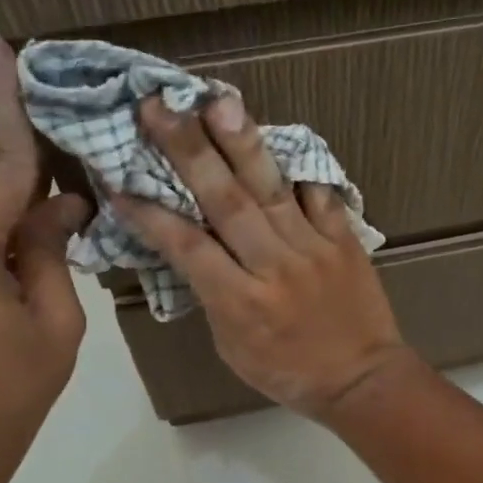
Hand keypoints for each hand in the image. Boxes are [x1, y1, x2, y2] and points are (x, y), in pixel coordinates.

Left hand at [0, 42, 91, 458]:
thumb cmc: (10, 387)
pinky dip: (9, 222)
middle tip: (77, 122)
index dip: (9, 107)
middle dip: (33, 157)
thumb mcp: (55, 321)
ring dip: (25, 196)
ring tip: (77, 186)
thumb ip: (54, 251)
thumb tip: (62, 203)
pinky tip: (46, 225)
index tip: (4, 48)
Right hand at [115, 93, 414, 418]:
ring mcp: (313, 250)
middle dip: (189, 152)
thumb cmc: (289, 373)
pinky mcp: (344, 241)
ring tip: (218, 102)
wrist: (364, 380)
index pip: (188, 247)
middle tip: (159, 107)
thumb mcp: (233, 349)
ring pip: (271, 190)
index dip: (151, 213)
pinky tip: (278, 137)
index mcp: (240, 303)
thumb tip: (192, 250)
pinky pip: (320, 197)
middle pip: (226, 203)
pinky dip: (300, 169)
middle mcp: (274, 268)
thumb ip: (213, 297)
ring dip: (242, 144)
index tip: (118, 179)